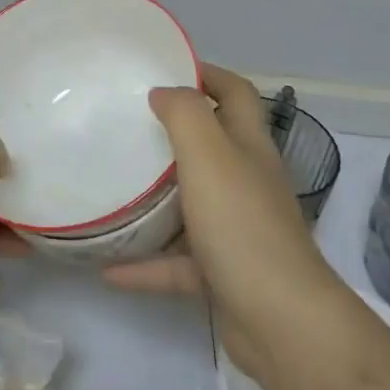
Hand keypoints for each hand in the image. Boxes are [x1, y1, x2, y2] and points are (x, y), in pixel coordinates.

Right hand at [104, 64, 346, 381]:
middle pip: (213, 145)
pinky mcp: (225, 274)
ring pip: (194, 204)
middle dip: (174, 132)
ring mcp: (238, 230)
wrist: (280, 320)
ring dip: (157, 200)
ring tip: (115, 188)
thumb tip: (164, 91)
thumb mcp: (208, 155)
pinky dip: (147, 265)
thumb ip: (184, 115)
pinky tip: (109, 269)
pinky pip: (178, 263)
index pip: (235, 93)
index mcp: (249, 147)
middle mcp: (248, 182)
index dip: (206, 73)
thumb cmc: (242, 224)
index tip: (163, 68)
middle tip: (128, 125)